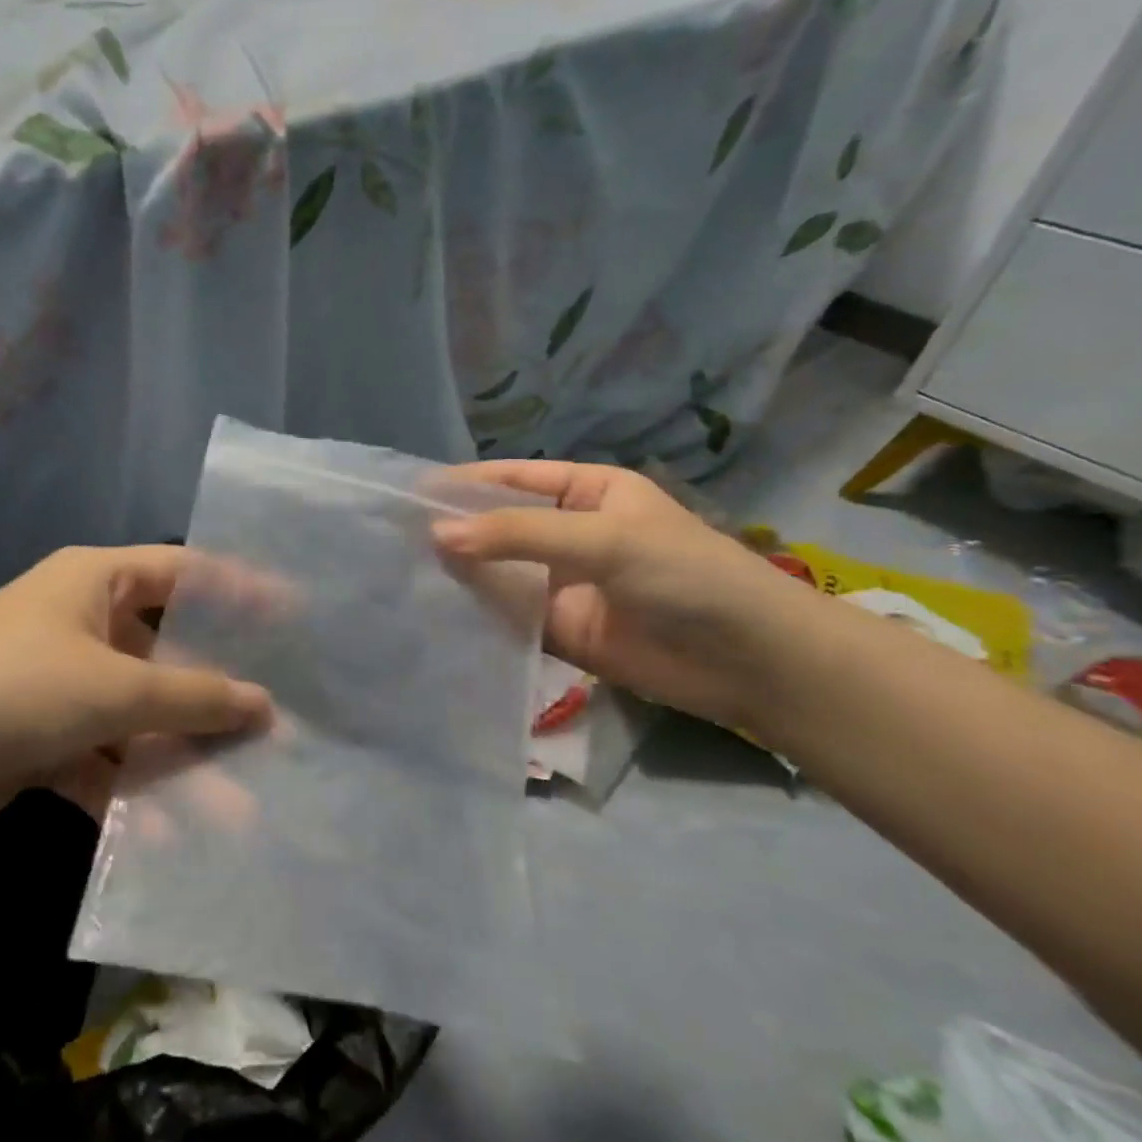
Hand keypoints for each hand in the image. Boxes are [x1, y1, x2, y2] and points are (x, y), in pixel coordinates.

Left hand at [0, 545, 271, 844]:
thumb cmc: (12, 688)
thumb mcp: (113, 688)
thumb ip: (193, 697)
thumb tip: (265, 705)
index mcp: (95, 583)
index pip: (184, 573)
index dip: (239, 592)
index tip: (294, 619)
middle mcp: (80, 625)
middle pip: (165, 653)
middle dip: (214, 692)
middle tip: (277, 722)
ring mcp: (60, 686)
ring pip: (138, 717)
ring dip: (178, 757)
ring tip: (242, 799)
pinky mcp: (40, 743)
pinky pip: (103, 762)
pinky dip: (132, 793)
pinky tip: (173, 833)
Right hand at [433, 462, 815, 731]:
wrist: (748, 661)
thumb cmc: (684, 573)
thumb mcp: (602, 538)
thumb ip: (519, 534)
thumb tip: (436, 535)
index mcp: (586, 492)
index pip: (513, 480)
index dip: (464, 484)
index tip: (409, 494)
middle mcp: (569, 533)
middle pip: (499, 527)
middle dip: (454, 531)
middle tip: (393, 539)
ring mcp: (561, 584)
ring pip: (498, 573)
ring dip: (459, 574)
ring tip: (400, 574)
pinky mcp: (558, 631)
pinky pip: (508, 617)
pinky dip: (476, 615)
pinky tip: (435, 613)